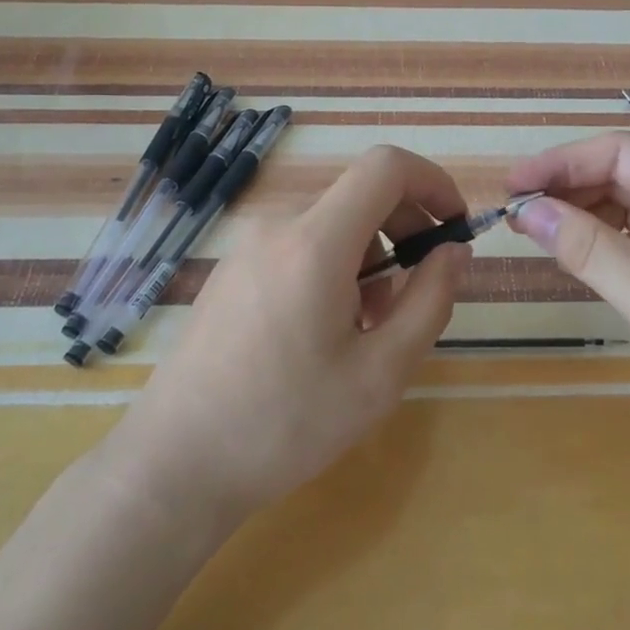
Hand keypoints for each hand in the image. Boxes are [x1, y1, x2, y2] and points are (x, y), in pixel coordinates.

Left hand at [116, 145, 470, 519]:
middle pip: (360, 196)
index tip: (454, 227)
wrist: (175, 463)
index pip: (386, 166)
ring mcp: (248, 245)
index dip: (433, 182)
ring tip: (364, 331)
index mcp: (315, 241)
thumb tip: (454, 251)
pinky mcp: (232, 268)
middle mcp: (278, 226)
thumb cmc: (285, 423)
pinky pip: (299, 245)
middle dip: (404, 233)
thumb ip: (430, 301)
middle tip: (413, 299)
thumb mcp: (380, 373)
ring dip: (369, 260)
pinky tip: (323, 333)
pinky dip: (333, 269)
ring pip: (332, 225)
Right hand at [506, 132, 629, 473]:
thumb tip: (525, 209)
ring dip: (582, 216)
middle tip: (514, 216)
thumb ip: (588, 248)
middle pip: (623, 176)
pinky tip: (576, 258)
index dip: (560, 163)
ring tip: (535, 234)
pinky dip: (603, 245)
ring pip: (629, 210)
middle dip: (568, 189)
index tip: (510, 187)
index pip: (619, 154)